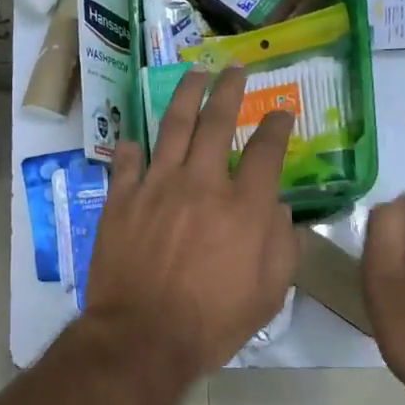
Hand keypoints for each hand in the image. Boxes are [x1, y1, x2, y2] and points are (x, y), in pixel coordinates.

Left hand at [84, 67, 298, 376]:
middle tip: (235, 69)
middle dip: (230, 90)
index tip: (281, 111)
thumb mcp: (269, 293)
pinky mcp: (122, 199)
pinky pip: (127, 162)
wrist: (143, 336)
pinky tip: (136, 140)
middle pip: (218, 122)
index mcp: (244, 206)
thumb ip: (282, 245)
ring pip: (173, 127)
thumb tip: (280, 210)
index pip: (268, 150)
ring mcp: (157, 186)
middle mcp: (202, 183)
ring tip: (194, 75)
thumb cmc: (213, 321)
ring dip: (186, 96)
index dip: (277, 125)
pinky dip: (133, 148)